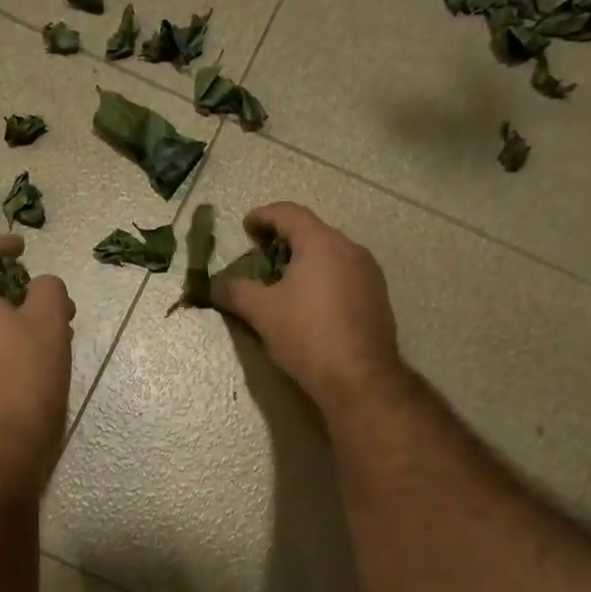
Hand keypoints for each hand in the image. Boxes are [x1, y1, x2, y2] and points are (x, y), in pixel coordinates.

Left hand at [0, 234, 74, 485]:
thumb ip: (48, 289)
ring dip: (14, 319)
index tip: (23, 247)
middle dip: (17, 290)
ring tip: (52, 332)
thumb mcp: (49, 320)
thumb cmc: (27, 372)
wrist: (4, 441)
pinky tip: (34, 359)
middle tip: (51, 300)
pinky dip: (4, 342)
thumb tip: (42, 285)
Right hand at [207, 202, 405, 414]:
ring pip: (331, 255)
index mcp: (322, 243)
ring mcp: (369, 274)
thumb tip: (212, 285)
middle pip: (312, 232)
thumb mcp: (261, 312)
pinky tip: (309, 304)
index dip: (263, 216)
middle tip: (261, 255)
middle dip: (284, 239)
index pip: (289, 214)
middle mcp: (350, 250)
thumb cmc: (307, 335)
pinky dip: (322, 279)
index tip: (246, 227)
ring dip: (304, 260)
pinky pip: (344, 276)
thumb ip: (234, 292)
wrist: (359, 378)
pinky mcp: (377, 298)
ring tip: (282, 281)